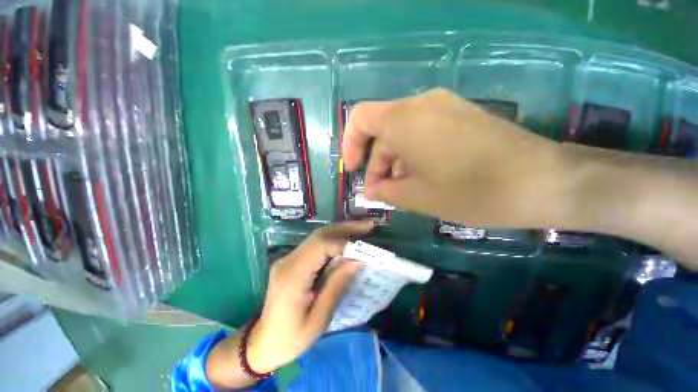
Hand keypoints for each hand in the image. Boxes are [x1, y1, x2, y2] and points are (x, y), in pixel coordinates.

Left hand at [245, 220, 374, 372]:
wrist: (263, 342)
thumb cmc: (291, 337)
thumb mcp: (319, 319)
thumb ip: (337, 285)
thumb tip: (357, 260)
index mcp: (292, 275)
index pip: (321, 246)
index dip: (345, 242)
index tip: (366, 247)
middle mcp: (289, 260)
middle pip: (320, 235)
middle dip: (346, 228)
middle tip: (369, 225)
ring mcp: (289, 257)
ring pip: (319, 236)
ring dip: (342, 230)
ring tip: (363, 228)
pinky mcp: (293, 260)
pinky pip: (317, 244)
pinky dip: (335, 239)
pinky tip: (348, 239)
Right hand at [343, 88, 565, 228]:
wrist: (544, 181)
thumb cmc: (471, 191)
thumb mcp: (417, 197)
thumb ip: (385, 191)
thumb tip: (371, 190)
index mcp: (404, 120)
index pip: (361, 118)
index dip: (351, 144)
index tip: (354, 170)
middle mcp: (422, 104)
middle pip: (382, 129)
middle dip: (376, 162)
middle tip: (381, 192)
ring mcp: (444, 107)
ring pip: (402, 132)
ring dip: (395, 161)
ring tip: (401, 189)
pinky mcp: (460, 115)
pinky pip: (423, 131)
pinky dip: (413, 154)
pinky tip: (422, 176)